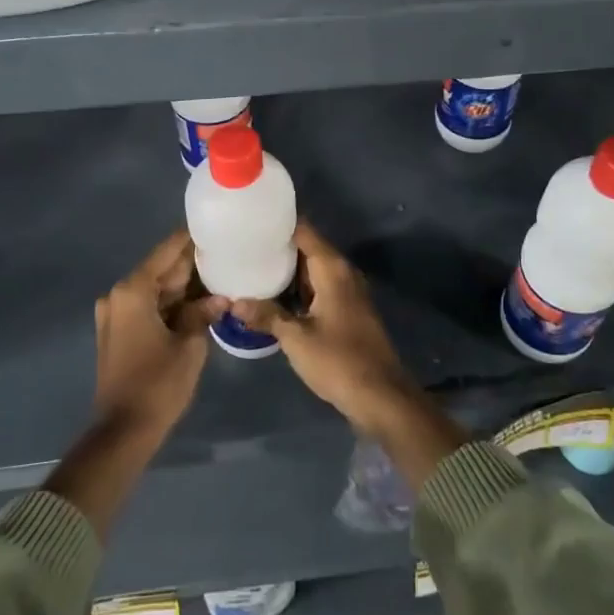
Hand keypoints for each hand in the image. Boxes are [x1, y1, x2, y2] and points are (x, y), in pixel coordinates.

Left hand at [92, 230, 226, 438]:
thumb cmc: (158, 384)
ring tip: (219, 274)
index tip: (217, 226)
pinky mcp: (118, 331)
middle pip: (161, 269)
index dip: (192, 238)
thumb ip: (203, 313)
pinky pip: (149, 306)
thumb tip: (220, 298)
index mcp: (133, 290)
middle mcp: (119, 295)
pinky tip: (199, 301)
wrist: (123, 431)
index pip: (168, 250)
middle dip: (192, 264)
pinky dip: (171, 303)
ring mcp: (115, 314)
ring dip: (184, 286)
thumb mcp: (189, 345)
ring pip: (157, 288)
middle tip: (226, 253)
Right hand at [231, 221, 414, 434]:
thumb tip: (233, 301)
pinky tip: (273, 295)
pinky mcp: (347, 309)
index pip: (304, 230)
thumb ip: (266, 315)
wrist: (380, 395)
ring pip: (312, 269)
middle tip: (243, 244)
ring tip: (251, 265)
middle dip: (278, 245)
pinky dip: (298, 287)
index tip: (251, 219)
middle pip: (307, 247)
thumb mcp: (296, 338)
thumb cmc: (338, 360)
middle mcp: (342, 272)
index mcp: (332, 268)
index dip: (278, 222)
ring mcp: (347, 291)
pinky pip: (318, 287)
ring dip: (287, 269)